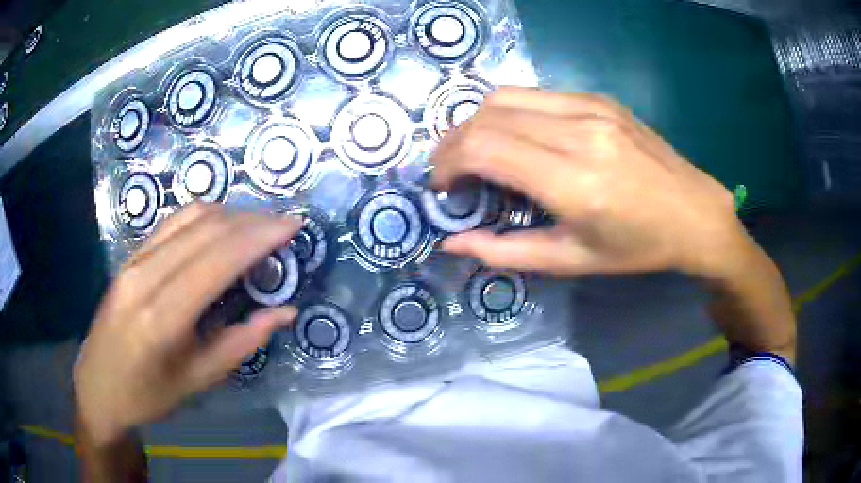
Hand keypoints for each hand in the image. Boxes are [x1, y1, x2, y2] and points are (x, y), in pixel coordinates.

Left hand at [74, 204, 300, 446]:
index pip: (218, 258)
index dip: (260, 235)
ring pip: (189, 216)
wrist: (99, 386)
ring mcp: (133, 260)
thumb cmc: (149, 395)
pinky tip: (222, 230)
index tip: (293, 225)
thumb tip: (284, 311)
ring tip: (258, 227)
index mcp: (162, 317)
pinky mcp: (129, 255)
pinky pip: (172, 222)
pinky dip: (205, 218)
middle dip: (252, 220)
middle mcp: (145, 276)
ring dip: (231, 214)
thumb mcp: (198, 380)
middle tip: (283, 226)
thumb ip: (242, 342)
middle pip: (206, 228)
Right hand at [433, 87, 752, 278]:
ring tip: (480, 153)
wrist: (694, 213)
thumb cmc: (638, 247)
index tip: (442, 186)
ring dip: (479, 123)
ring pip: (506, 96)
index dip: (448, 163)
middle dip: (454, 142)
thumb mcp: (572, 261)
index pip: (484, 148)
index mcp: (574, 181)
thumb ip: (506, 252)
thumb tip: (452, 242)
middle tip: (453, 172)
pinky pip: (536, 95)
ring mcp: (591, 107)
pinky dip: (511, 113)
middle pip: (487, 115)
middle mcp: (579, 132)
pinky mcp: (599, 98)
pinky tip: (520, 138)